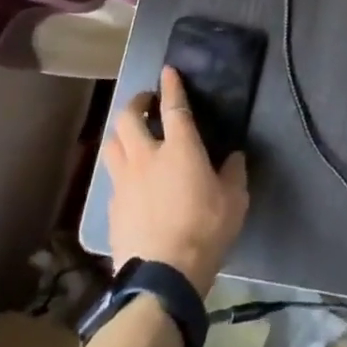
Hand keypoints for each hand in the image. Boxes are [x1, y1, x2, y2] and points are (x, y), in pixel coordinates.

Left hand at [102, 67, 248, 294]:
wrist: (162, 276)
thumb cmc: (205, 231)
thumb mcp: (235, 200)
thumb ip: (234, 173)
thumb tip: (234, 157)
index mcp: (180, 148)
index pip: (173, 105)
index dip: (171, 85)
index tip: (167, 70)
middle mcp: (146, 156)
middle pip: (129, 117)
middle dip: (136, 103)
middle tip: (146, 103)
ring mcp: (124, 181)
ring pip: (112, 143)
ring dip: (121, 132)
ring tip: (131, 135)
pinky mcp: (111, 207)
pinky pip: (112, 177)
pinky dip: (120, 169)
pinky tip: (130, 180)